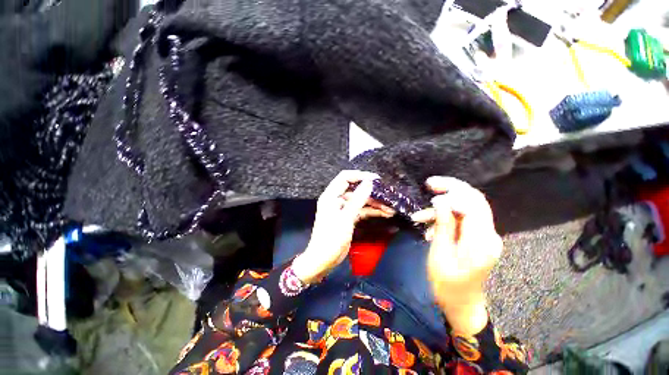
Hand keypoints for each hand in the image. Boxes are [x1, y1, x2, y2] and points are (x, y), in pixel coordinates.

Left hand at [292, 171, 394, 283]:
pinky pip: (361, 210)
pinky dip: (372, 211)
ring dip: (374, 204)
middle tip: (387, 195)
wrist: (323, 260)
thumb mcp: (345, 218)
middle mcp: (336, 200)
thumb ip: (357, 199)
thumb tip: (369, 182)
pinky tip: (385, 213)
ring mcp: (343, 209)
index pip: (345, 178)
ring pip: (360, 201)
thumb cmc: (331, 238)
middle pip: (355, 190)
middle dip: (371, 192)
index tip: (376, 179)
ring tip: (390, 208)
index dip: (360, 176)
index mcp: (331, 196)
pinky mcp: (348, 217)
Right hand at [411, 177, 501, 334]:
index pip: (473, 203)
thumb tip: (440, 201)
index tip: (430, 186)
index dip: (452, 190)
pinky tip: (429, 228)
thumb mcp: (440, 254)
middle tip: (429, 184)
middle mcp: (489, 234)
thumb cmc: (447, 284)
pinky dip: (445, 218)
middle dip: (451, 189)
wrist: (462, 303)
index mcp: (481, 241)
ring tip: (418, 217)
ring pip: (466, 208)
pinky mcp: (478, 237)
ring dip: (442, 208)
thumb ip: (443, 226)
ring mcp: (485, 235)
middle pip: (474, 200)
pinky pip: (463, 219)